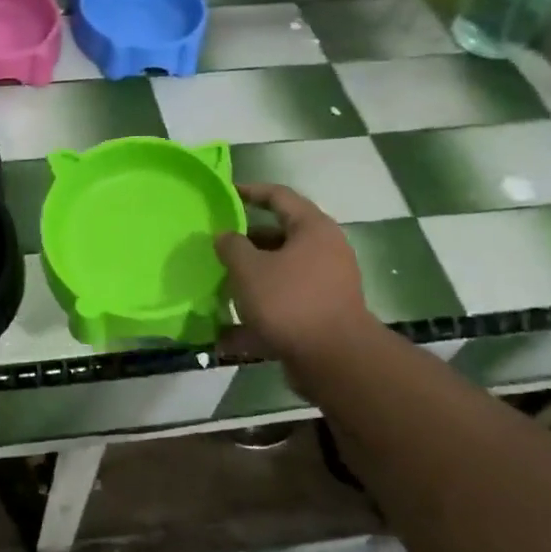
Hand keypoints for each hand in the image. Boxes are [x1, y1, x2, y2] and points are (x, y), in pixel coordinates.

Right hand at [215, 183, 371, 362]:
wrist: (334, 359)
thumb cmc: (290, 301)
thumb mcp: (249, 268)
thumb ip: (231, 246)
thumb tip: (225, 236)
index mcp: (312, 229)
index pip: (279, 197)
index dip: (250, 192)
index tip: (225, 194)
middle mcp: (324, 251)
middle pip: (279, 237)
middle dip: (245, 243)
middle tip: (216, 247)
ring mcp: (325, 285)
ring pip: (279, 273)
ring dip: (250, 279)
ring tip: (218, 286)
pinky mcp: (320, 315)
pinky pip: (282, 305)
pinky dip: (257, 313)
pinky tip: (226, 333)